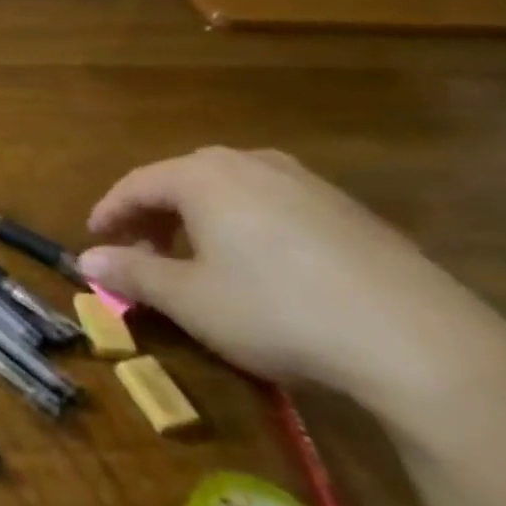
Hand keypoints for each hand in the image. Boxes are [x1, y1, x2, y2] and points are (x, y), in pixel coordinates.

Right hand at [80, 147, 505, 408]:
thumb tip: (86, 259)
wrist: (419, 342)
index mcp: (203, 176)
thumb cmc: (276, 311)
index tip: (95, 239)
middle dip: (153, 215)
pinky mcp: (347, 209)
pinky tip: (258, 265)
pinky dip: (244, 225)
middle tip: (142, 251)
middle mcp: (249, 163)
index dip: (109, 212)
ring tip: (196, 259)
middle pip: (182, 180)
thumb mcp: (189, 299)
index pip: (137, 184)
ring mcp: (305, 182)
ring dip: (198, 219)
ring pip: (229, 190)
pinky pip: (272, 204)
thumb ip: (132, 273)